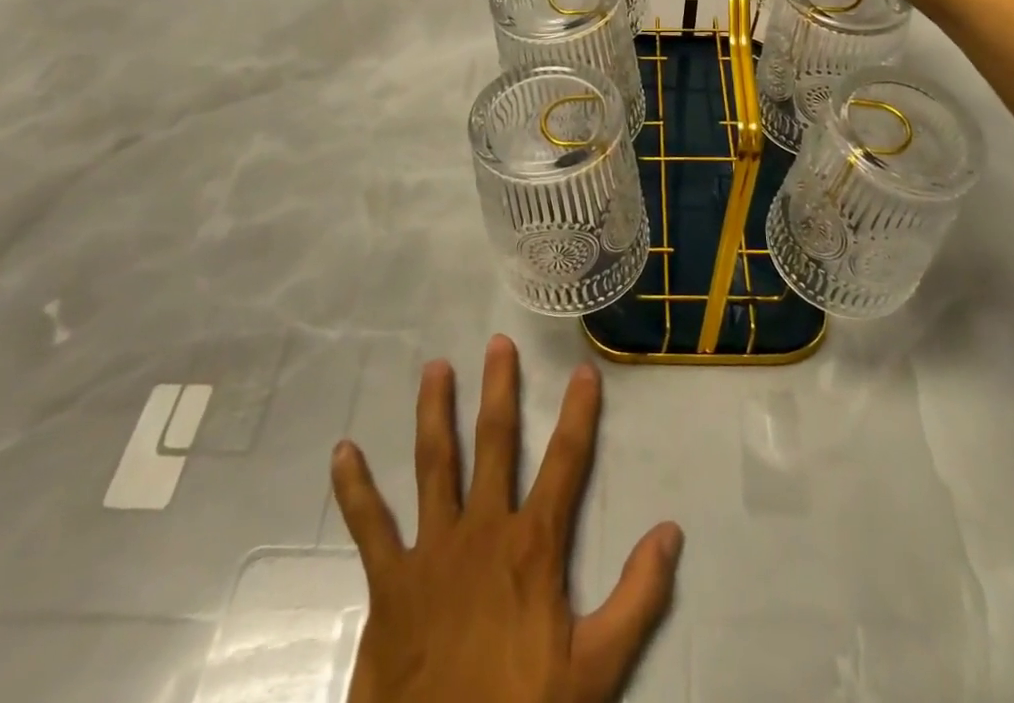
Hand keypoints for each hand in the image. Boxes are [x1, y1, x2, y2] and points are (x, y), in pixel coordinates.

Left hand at [333, 334, 683, 702]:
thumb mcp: (596, 670)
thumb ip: (637, 598)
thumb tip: (671, 531)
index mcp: (532, 545)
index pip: (565, 462)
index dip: (578, 414)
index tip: (583, 371)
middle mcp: (482, 530)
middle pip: (494, 443)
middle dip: (498, 389)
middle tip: (498, 343)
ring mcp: (432, 551)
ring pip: (434, 463)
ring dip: (435, 412)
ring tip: (435, 367)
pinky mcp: (390, 582)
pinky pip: (370, 527)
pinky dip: (355, 488)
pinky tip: (342, 453)